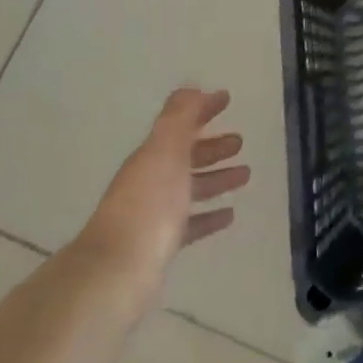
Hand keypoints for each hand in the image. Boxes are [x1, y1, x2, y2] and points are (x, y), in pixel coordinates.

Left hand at [75, 88, 250, 303]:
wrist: (117, 273)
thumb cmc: (148, 204)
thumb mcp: (166, 151)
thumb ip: (180, 118)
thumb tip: (192, 89)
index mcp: (151, 156)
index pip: (180, 124)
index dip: (203, 110)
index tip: (227, 99)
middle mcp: (150, 181)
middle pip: (185, 157)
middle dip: (212, 146)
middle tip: (241, 142)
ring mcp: (154, 214)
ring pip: (191, 189)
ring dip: (216, 178)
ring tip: (245, 175)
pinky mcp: (160, 245)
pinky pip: (191, 223)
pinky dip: (209, 216)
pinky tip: (229, 216)